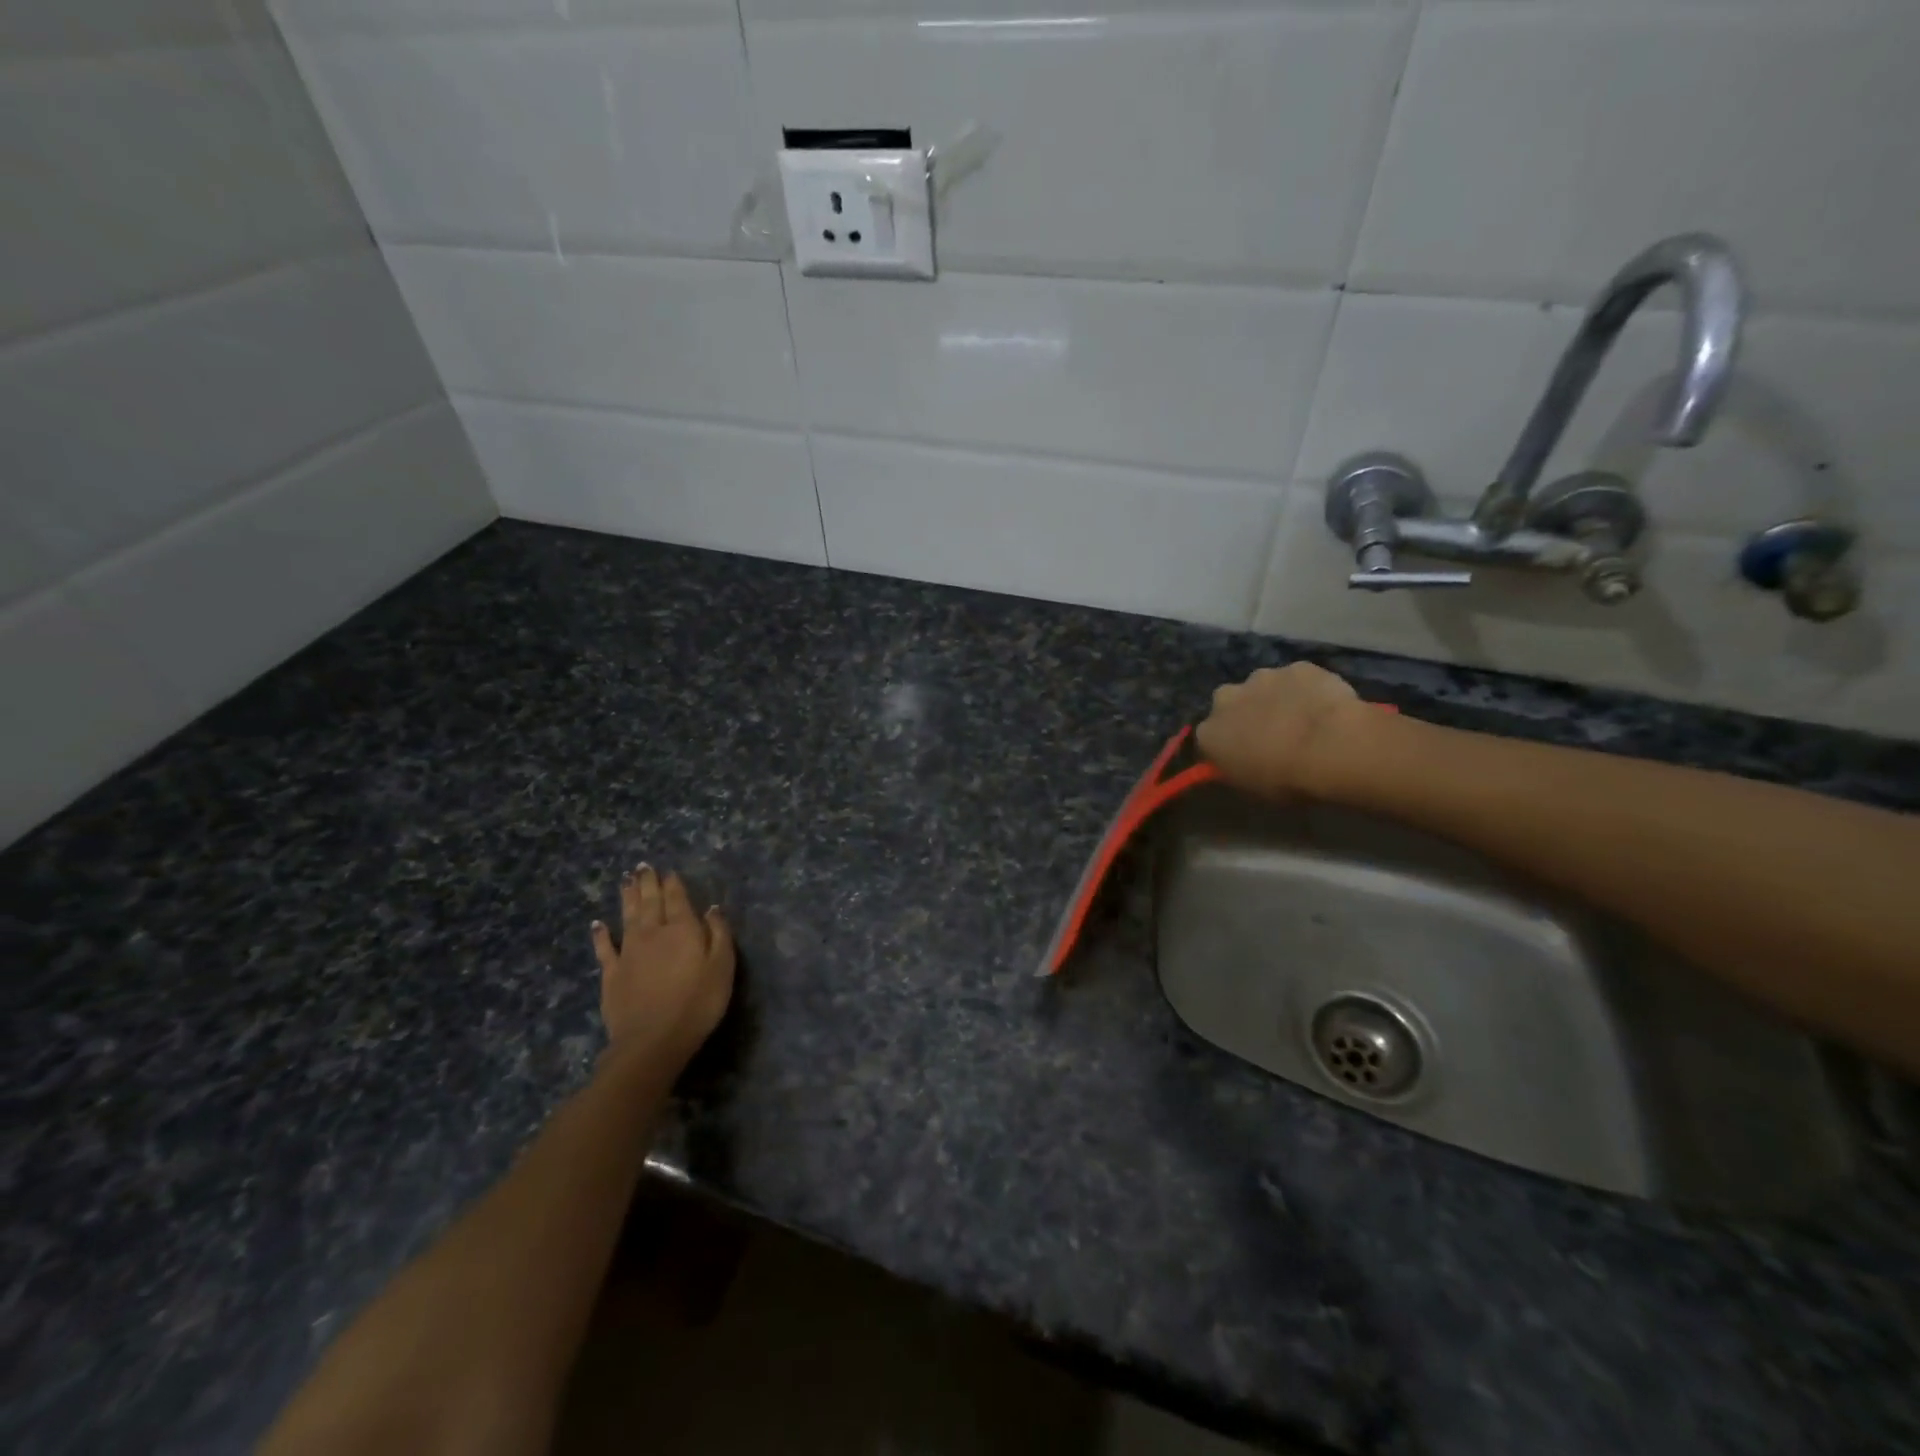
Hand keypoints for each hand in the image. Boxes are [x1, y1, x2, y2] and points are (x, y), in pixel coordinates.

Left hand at [591, 865, 735, 1068]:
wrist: (652, 1041)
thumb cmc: (697, 1003)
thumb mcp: (722, 967)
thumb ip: (718, 934)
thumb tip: (711, 908)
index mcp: (682, 930)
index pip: (677, 899)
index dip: (673, 884)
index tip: (669, 871)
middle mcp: (653, 933)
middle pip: (650, 902)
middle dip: (648, 883)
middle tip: (642, 866)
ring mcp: (629, 952)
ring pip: (628, 916)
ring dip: (627, 897)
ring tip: (626, 880)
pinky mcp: (612, 974)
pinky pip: (605, 948)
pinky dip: (601, 934)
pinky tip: (597, 924)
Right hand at [1195, 662, 1373, 798]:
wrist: (1331, 748)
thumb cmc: (1287, 779)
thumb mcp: (1254, 788)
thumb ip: (1240, 768)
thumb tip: (1244, 762)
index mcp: (1210, 733)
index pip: (1211, 737)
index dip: (1229, 744)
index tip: (1246, 755)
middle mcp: (1226, 699)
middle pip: (1231, 702)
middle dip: (1246, 712)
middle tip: (1272, 733)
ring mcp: (1262, 677)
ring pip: (1265, 686)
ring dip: (1276, 698)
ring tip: (1304, 720)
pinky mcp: (1297, 666)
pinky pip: (1299, 679)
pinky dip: (1308, 689)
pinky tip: (1326, 707)